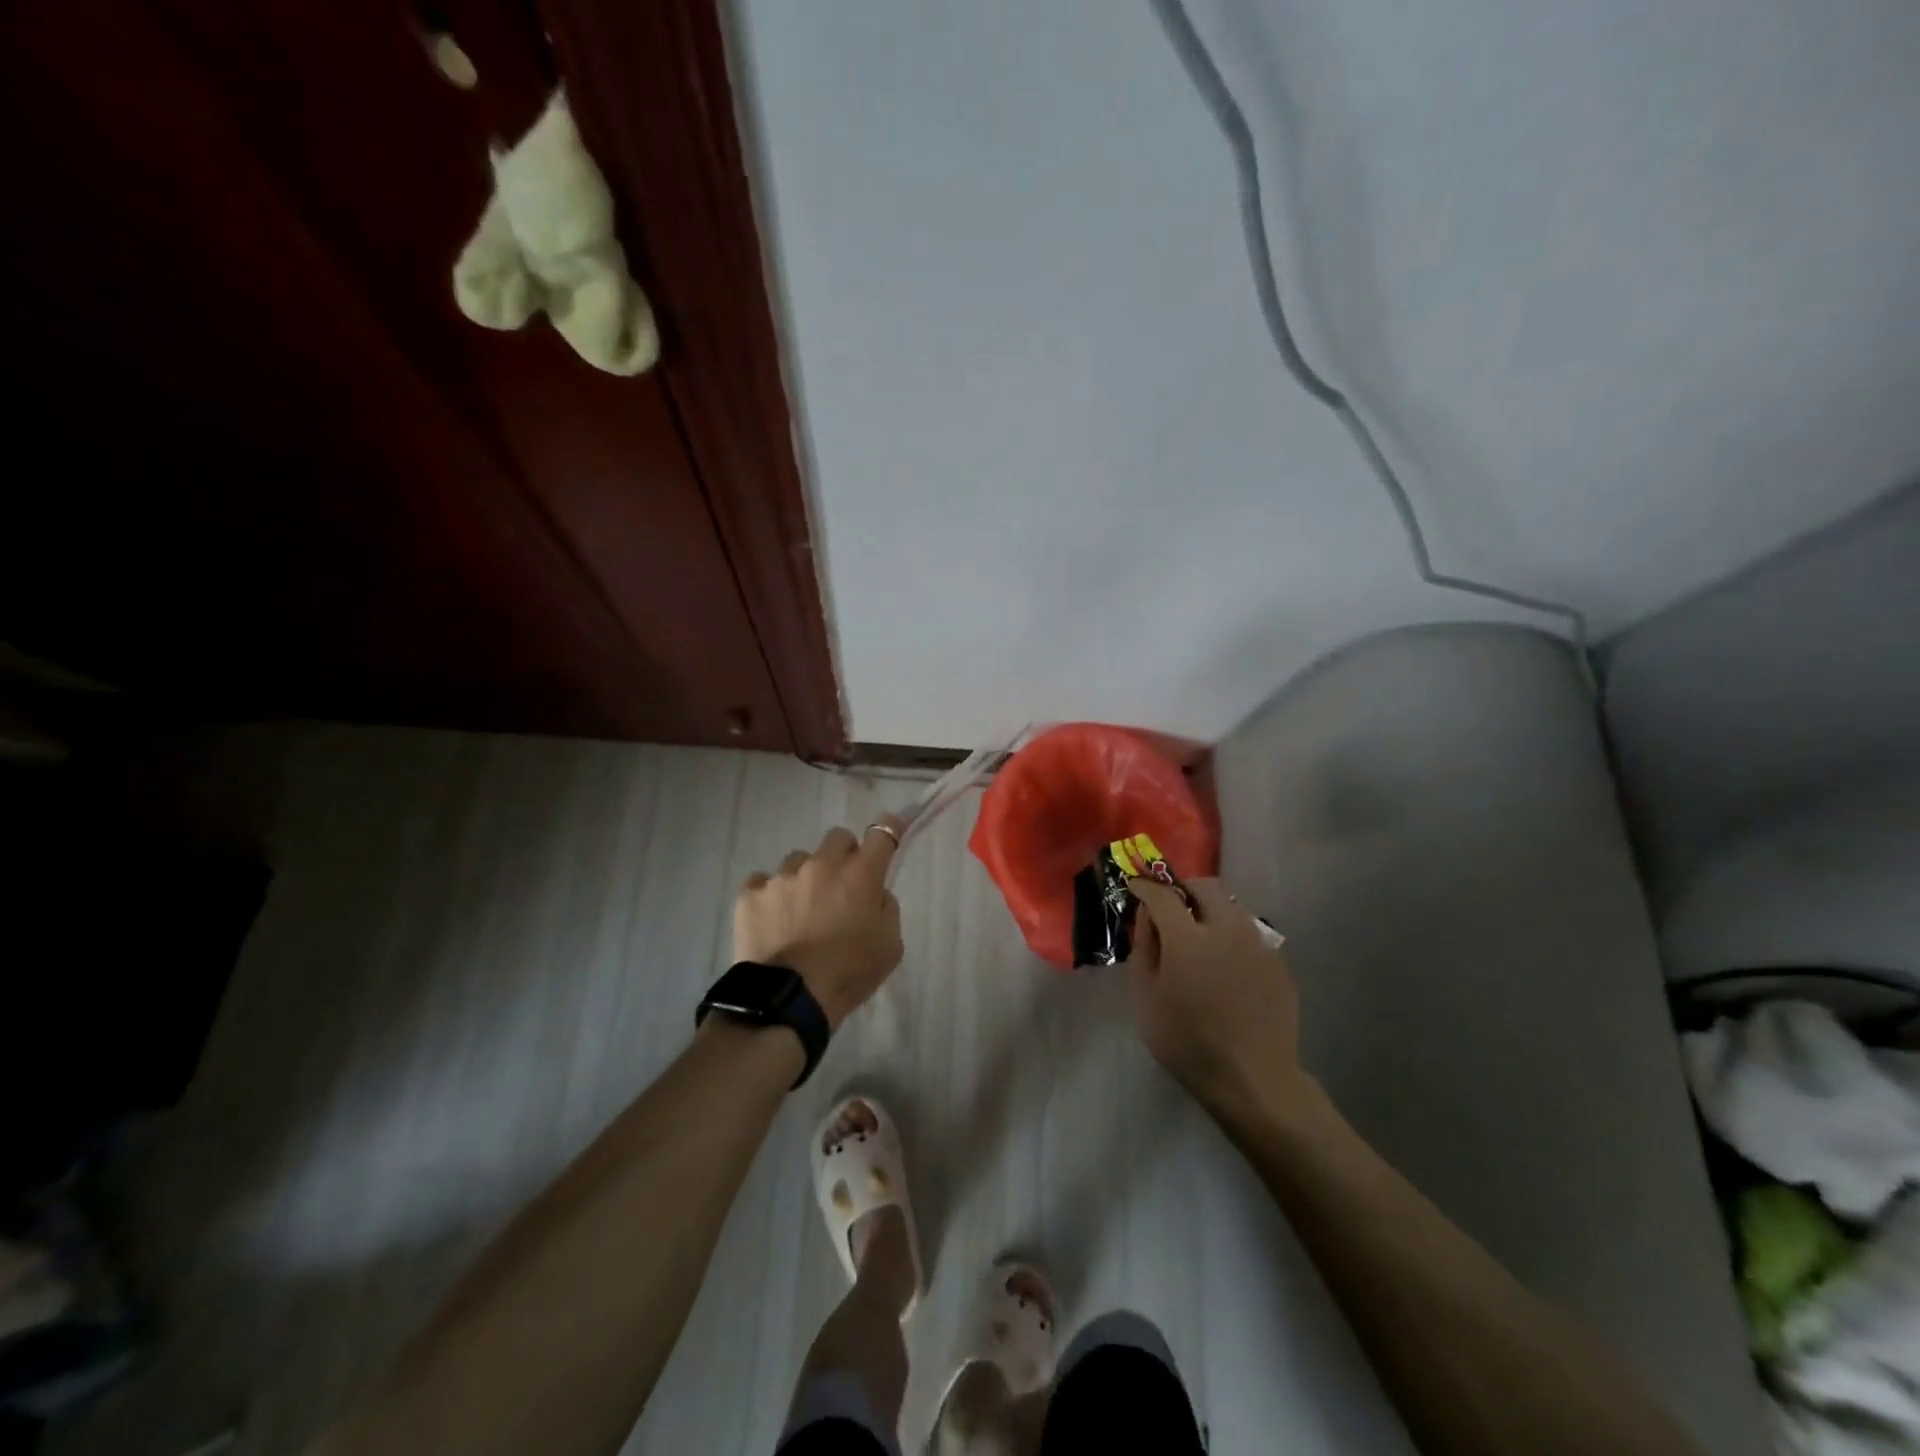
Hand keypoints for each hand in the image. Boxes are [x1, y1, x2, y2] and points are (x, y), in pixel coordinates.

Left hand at [733, 819, 904, 1029]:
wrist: (789, 999)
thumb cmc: (849, 973)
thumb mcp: (890, 945)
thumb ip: (886, 908)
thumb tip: (874, 892)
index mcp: (860, 874)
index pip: (882, 833)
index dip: (889, 828)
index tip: (891, 829)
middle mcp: (822, 864)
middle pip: (838, 838)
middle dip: (844, 855)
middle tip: (842, 885)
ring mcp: (782, 876)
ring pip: (799, 860)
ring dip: (806, 877)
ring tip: (801, 910)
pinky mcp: (750, 893)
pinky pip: (763, 882)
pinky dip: (771, 896)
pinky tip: (773, 919)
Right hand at [1127, 877, 1304, 1121]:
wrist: (1253, 1080)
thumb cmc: (1187, 1042)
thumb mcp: (1146, 998)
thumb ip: (1144, 947)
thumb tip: (1144, 914)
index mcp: (1189, 938)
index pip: (1163, 895)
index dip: (1145, 886)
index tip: (1135, 886)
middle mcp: (1227, 930)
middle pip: (1205, 886)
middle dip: (1183, 888)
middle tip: (1169, 906)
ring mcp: (1258, 944)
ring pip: (1232, 906)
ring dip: (1210, 909)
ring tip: (1198, 935)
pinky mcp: (1278, 962)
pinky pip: (1249, 934)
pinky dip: (1231, 935)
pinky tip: (1225, 964)